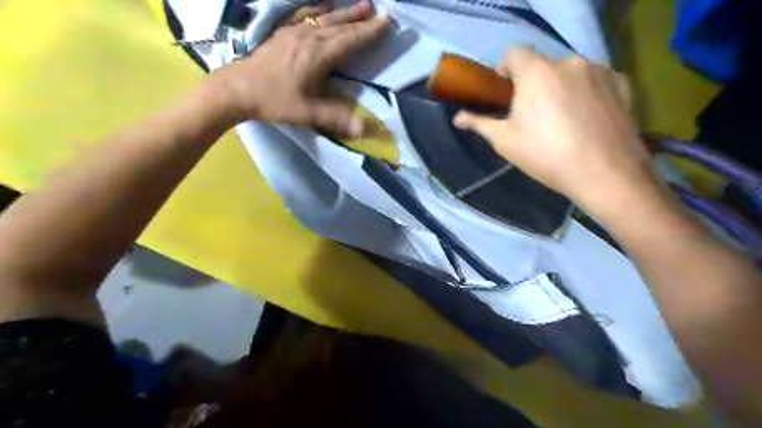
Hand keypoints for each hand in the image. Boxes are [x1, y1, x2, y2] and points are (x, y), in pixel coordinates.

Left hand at [206, 0, 389, 134]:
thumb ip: (336, 118)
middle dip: (362, 20)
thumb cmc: (274, 101)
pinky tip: (324, 5)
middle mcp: (309, 39)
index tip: (387, 22)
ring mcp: (294, 33)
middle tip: (380, 12)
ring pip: (325, 18)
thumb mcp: (307, 114)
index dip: (370, 32)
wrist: (237, 88)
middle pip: (340, 26)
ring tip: (362, 4)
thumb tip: (364, 129)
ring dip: (345, 12)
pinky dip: (319, 10)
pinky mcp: (282, 33)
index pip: (350, 41)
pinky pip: (306, 16)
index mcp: (318, 56)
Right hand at [451, 48, 654, 215]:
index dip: (504, 70)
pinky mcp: (621, 84)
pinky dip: (585, 93)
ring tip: (561, 120)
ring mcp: (599, 71)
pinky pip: (594, 81)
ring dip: (559, 88)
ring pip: (569, 73)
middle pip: (542, 65)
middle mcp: (569, 62)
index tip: (504, 94)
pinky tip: (586, 119)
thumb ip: (479, 123)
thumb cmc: (545, 155)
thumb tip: (457, 117)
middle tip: (531, 115)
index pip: (513, 53)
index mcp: (536, 73)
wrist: (604, 174)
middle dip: (532, 84)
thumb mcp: (504, 141)